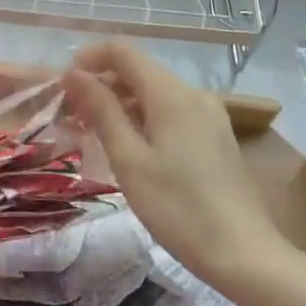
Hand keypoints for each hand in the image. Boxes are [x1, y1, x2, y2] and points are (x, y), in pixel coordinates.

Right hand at [62, 40, 289, 282]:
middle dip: (100, 84)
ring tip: (90, 134)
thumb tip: (73, 74)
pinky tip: (127, 148)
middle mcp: (194, 94)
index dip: (88, 58)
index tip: (62, 85)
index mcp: (172, 95)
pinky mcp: (215, 137)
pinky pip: (170, 113)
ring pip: (154, 94)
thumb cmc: (178, 208)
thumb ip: (101, 111)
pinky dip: (142, 119)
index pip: (123, 51)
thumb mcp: (129, 160)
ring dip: (119, 104)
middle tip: (68, 116)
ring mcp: (209, 115)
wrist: (243, 253)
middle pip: (139, 71)